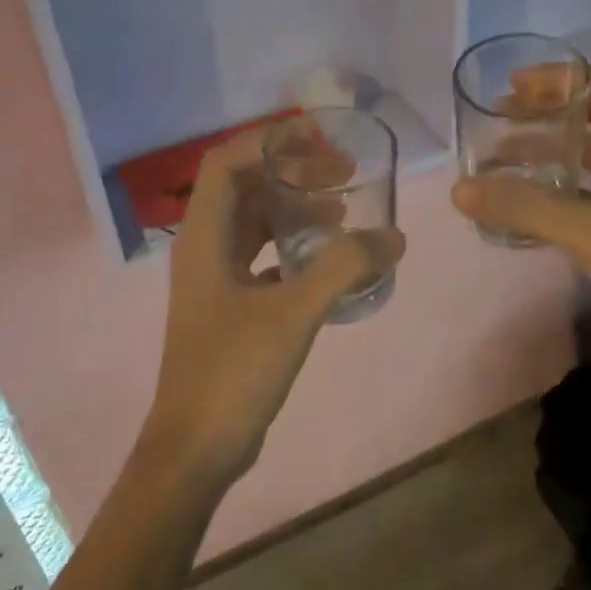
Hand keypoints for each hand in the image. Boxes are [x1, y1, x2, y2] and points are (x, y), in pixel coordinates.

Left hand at [144, 130, 405, 490]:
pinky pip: (264, 257)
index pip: (227, 162)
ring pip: (255, 223)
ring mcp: (216, 280)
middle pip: (245, 187)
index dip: (269, 142)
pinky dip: (295, 247)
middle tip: (343, 174)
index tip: (318, 139)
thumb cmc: (233, 370)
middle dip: (292, 172)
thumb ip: (344, 268)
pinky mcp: (230, 307)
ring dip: (296, 209)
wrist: (196, 449)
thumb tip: (394, 237)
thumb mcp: (293, 312)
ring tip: (343, 211)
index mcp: (204, 237)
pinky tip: (329, 260)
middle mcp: (204, 248)